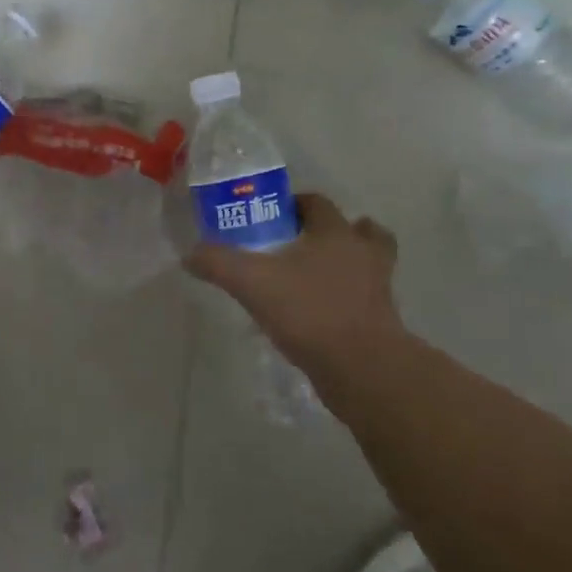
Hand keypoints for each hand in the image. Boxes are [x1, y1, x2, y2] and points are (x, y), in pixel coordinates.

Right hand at [184, 193, 406, 397]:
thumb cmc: (309, 311)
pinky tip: (318, 312)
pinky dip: (346, 298)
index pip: (317, 203)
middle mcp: (363, 253)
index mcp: (335, 233)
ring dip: (347, 263)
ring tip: (315, 275)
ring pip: (368, 263)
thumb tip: (190, 254)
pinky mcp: (381, 321)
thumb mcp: (251, 283)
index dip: (294, 204)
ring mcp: (378, 287)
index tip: (270, 216)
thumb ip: (218, 263)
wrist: (362, 368)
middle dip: (328, 231)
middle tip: (296, 244)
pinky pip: (364, 298)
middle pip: (356, 229)